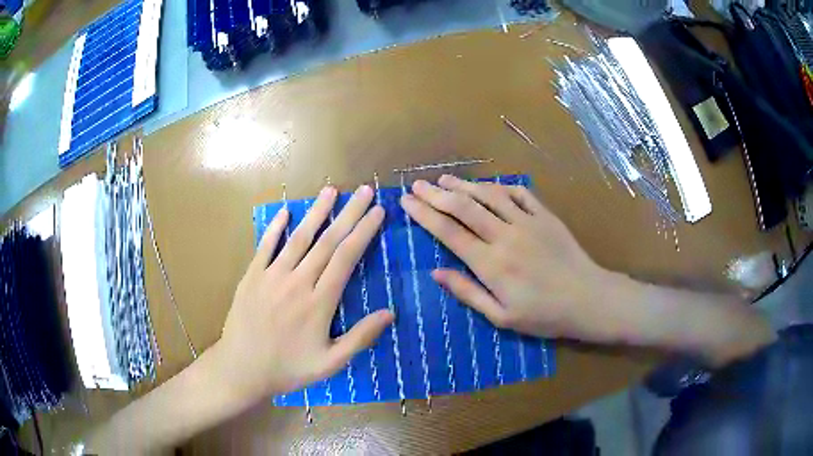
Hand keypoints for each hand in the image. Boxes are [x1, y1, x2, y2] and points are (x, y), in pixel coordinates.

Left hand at [216, 185, 393, 401]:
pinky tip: (285, 211)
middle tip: (365, 191)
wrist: (241, 369)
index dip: (364, 232)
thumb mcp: (330, 363)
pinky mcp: (252, 276)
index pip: (346, 258)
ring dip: (316, 212)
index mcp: (319, 303)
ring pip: (299, 238)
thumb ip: (360, 338)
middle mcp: (297, 282)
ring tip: (331, 190)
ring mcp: (271, 276)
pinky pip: (265, 246)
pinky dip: (276, 228)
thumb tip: (390, 313)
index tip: (378, 212)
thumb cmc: (288, 369)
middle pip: (327, 241)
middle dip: (349, 214)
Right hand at [400, 175, 621, 341]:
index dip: (424, 215)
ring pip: (488, 195)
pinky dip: (499, 187)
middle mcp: (505, 236)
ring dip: (464, 185)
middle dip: (436, 194)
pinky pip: (519, 193)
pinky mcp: (545, 216)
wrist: (588, 299)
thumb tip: (436, 272)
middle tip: (417, 185)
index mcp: (491, 264)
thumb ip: (468, 293)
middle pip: (464, 207)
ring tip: (444, 179)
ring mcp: (527, 222)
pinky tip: (487, 186)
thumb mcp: (501, 317)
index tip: (407, 202)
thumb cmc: (544, 315)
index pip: (449, 232)